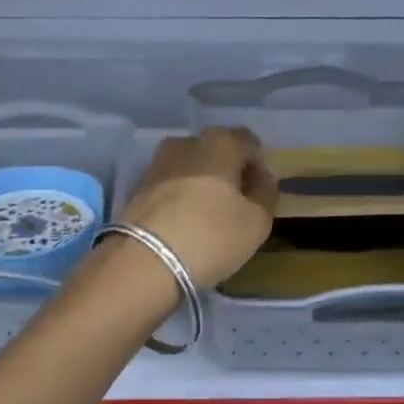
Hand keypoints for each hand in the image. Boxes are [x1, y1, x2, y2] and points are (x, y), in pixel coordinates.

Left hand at [117, 127, 276, 287]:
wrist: (143, 262)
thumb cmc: (210, 236)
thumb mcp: (257, 221)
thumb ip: (266, 194)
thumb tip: (260, 180)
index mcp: (220, 142)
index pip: (249, 144)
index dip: (259, 168)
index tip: (262, 195)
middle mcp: (186, 142)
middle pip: (217, 153)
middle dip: (229, 175)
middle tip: (238, 207)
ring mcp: (157, 163)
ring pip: (191, 168)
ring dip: (203, 186)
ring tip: (210, 218)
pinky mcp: (137, 187)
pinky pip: (170, 185)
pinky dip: (181, 198)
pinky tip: (185, 224)